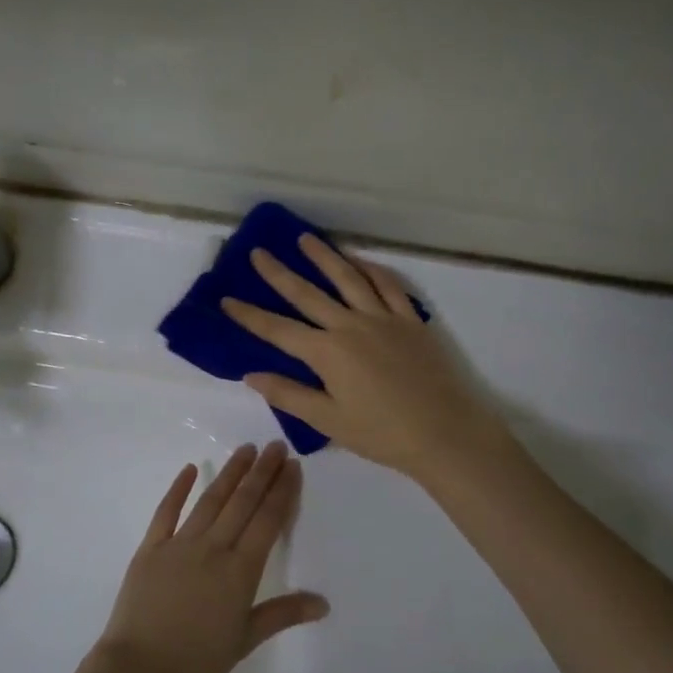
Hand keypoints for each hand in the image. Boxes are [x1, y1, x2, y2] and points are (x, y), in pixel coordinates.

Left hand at [94, 442, 326, 672]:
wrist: (138, 671)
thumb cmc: (197, 662)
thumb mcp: (245, 640)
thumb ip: (282, 614)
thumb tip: (323, 602)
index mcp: (240, 571)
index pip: (267, 521)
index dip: (282, 491)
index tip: (292, 466)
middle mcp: (213, 548)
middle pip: (242, 502)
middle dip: (262, 472)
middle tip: (275, 445)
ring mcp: (179, 544)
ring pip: (210, 500)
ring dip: (230, 472)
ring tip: (246, 449)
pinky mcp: (150, 548)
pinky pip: (166, 511)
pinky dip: (179, 488)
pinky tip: (190, 468)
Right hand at [221, 234, 512, 483]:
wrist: (446, 433)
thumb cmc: (383, 434)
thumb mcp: (329, 421)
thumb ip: (289, 395)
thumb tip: (251, 374)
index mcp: (327, 353)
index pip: (278, 330)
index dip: (249, 315)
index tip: (226, 299)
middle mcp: (351, 326)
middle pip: (308, 294)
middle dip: (279, 273)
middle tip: (259, 252)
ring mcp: (383, 318)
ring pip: (348, 278)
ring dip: (325, 257)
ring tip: (305, 238)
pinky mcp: (410, 321)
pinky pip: (389, 286)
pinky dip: (372, 270)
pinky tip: (360, 261)